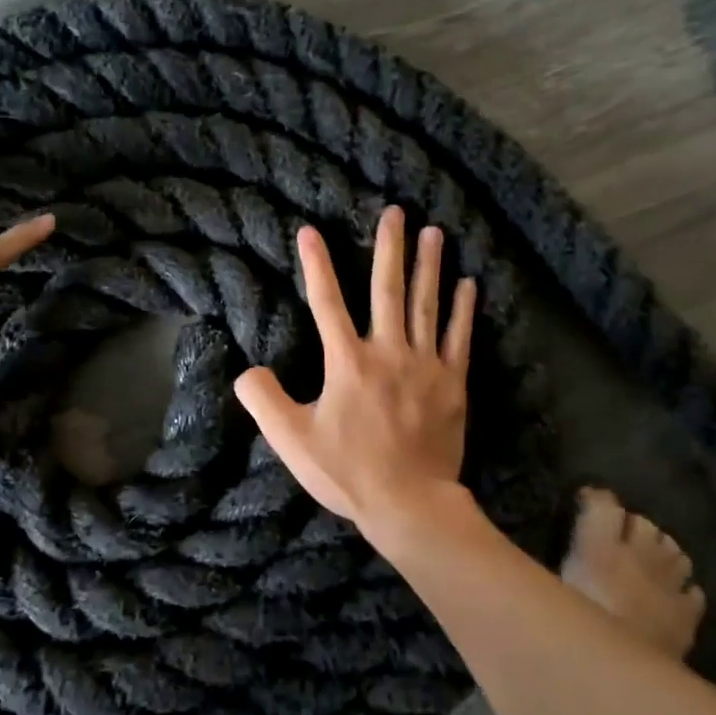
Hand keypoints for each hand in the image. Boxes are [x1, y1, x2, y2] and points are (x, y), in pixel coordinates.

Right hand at [234, 206, 476, 534]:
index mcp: (347, 362)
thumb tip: (246, 370)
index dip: (316, 264)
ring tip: (434, 232)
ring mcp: (425, 366)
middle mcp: (388, 352)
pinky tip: (469, 284)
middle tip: (396, 211)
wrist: (410, 503)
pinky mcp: (452, 384)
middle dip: (388, 248)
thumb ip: (263, 400)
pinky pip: (460, 338)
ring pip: (427, 306)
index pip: (327, 302)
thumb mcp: (291, 440)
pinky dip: (464, 310)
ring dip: (429, 266)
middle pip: (387, 290)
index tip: (310, 230)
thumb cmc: (348, 472)